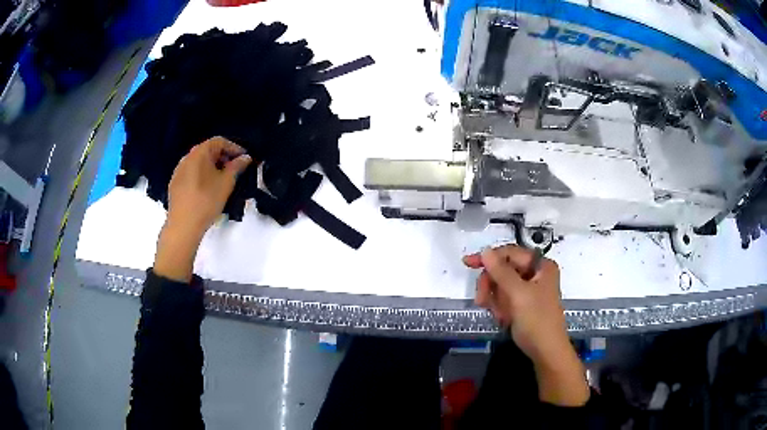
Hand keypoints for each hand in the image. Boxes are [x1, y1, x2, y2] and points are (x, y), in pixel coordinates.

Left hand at [154, 137, 252, 282]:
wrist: (183, 226)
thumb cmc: (206, 201)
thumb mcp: (226, 183)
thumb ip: (237, 167)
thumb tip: (245, 157)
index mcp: (199, 152)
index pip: (219, 141)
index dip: (234, 147)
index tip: (245, 158)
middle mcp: (187, 157)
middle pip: (208, 150)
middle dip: (223, 157)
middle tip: (235, 169)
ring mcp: (178, 170)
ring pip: (199, 163)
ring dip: (212, 167)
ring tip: (222, 180)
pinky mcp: (174, 184)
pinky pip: (191, 173)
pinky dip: (201, 175)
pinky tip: (207, 189)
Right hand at [463, 245, 588, 405]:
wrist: (546, 352)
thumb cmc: (537, 320)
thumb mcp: (518, 294)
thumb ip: (501, 272)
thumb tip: (485, 251)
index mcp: (541, 266)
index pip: (510, 253)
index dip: (489, 258)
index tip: (467, 263)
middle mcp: (536, 273)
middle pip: (503, 269)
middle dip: (492, 285)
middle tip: (482, 301)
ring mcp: (529, 289)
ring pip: (501, 285)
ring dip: (495, 299)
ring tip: (499, 314)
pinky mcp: (523, 303)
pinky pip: (504, 298)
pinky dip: (500, 307)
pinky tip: (502, 318)